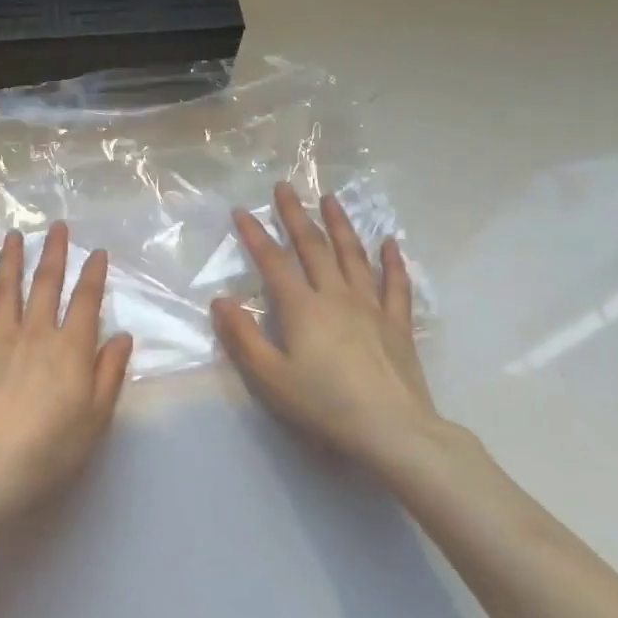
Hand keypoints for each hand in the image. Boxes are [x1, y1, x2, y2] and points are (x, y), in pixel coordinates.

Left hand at [0, 222, 133, 524]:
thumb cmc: (51, 449)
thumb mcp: (96, 417)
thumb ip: (110, 373)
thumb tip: (122, 336)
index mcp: (70, 348)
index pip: (85, 301)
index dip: (93, 274)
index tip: (97, 252)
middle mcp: (35, 334)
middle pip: (46, 284)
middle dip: (54, 253)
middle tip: (58, 227)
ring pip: (5, 290)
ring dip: (10, 260)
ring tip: (14, 236)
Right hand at [211, 182, 453, 473]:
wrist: (393, 430)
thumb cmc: (324, 405)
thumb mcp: (270, 377)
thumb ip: (243, 337)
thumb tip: (220, 300)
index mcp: (302, 308)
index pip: (273, 262)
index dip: (255, 235)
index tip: (241, 211)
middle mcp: (336, 296)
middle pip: (313, 247)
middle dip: (295, 215)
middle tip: (285, 187)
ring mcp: (371, 307)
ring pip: (353, 255)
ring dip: (340, 224)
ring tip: (330, 198)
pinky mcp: (397, 323)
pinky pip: (395, 284)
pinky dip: (391, 261)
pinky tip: (389, 242)